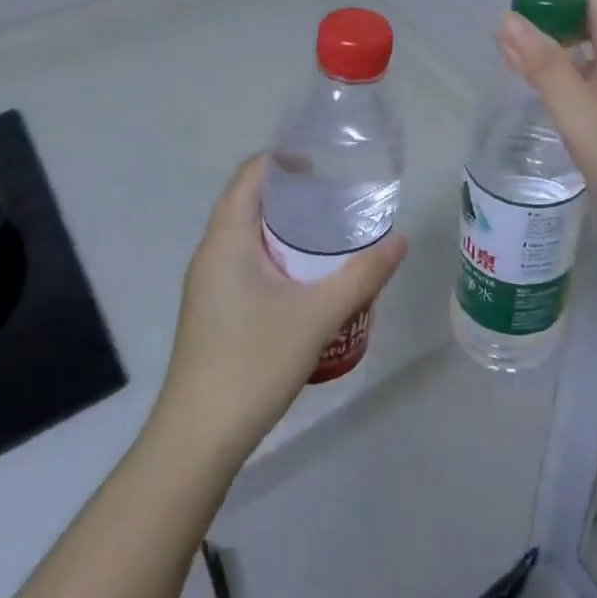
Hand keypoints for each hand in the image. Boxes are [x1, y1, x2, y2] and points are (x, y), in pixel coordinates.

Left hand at [155, 155, 406, 465]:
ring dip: (287, 225)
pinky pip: (248, 261)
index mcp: (226, 240)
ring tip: (333, 227)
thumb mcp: (316, 316)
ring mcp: (210, 284)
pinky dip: (279, 253)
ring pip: (250, 235)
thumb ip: (361, 276)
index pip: (251, 174)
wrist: (197, 440)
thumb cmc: (251, 363)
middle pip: (251, 201)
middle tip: (341, 191)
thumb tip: (399, 240)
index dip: (285, 157)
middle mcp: (212, 253)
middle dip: (294, 191)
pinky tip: (310, 275)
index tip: (326, 158)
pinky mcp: (215, 309)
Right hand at [498, 0, 596, 249]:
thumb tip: (506, 17)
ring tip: (532, 76)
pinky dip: (580, 64)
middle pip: (592, 3)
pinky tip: (563, 95)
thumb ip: (541, 63)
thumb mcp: (577, 112)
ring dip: (562, 42)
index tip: (522, 15)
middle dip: (551, 16)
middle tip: (517, 54)